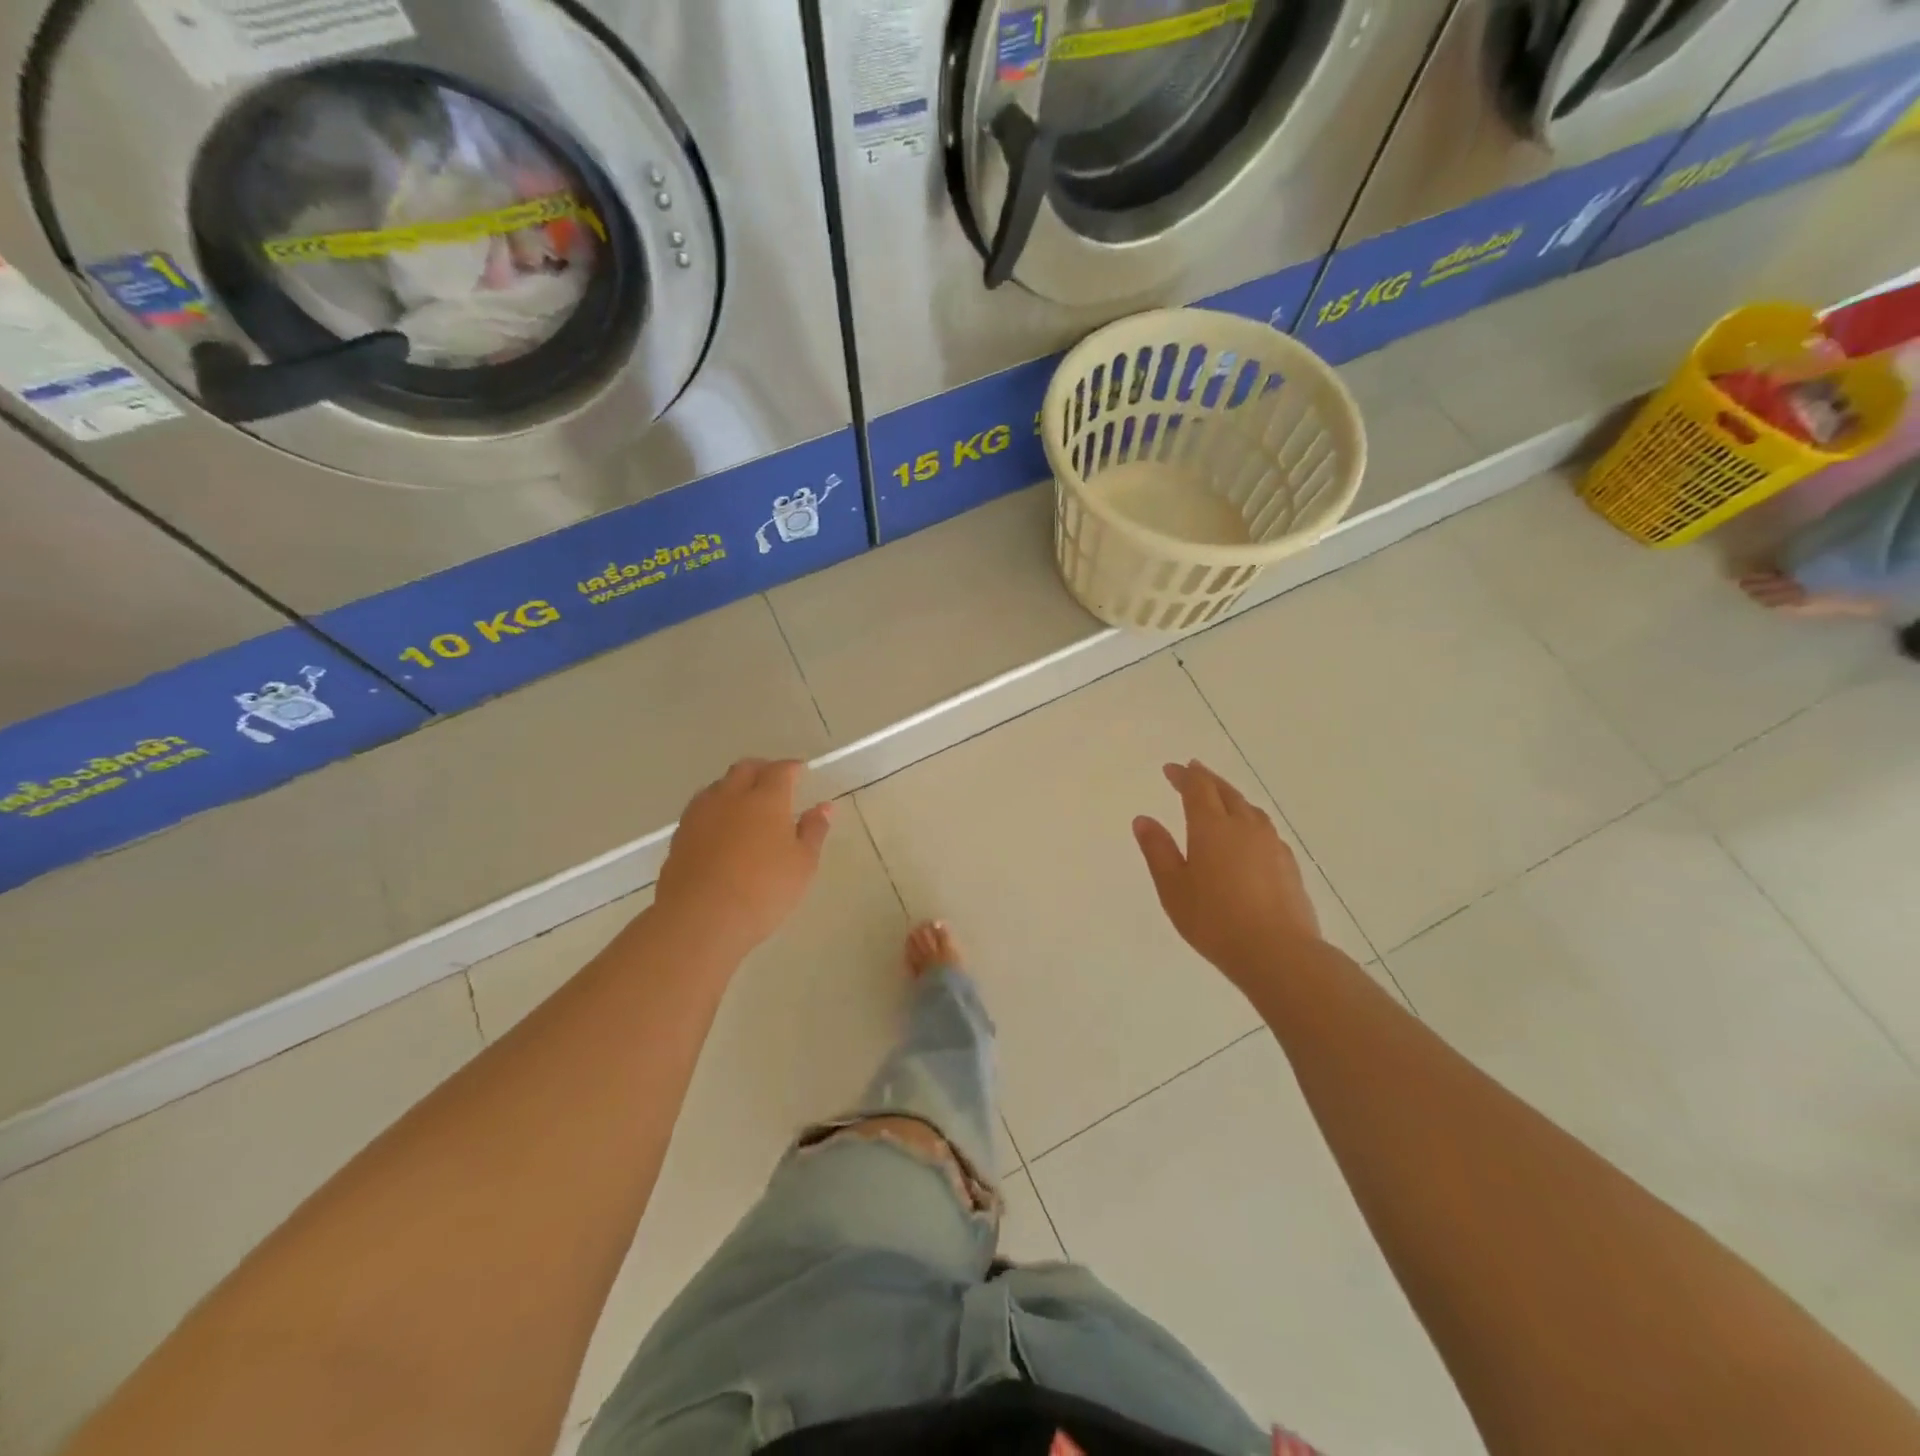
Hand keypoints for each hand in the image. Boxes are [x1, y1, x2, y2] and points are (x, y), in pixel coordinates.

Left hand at [656, 759, 832, 961]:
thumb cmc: (763, 890)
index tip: (800, 772)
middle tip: (774, 782)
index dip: (791, 768)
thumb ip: (814, 831)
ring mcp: (701, 814)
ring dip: (734, 786)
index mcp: (766, 799)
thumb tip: (824, 807)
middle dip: (761, 769)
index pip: (780, 770)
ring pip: (719, 786)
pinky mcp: (680, 835)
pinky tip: (721, 828)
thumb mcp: (803, 864)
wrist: (699, 918)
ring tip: (746, 804)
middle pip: (745, 769)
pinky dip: (716, 808)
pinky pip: (701, 808)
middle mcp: (731, 796)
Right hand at [1133, 760, 1321, 984]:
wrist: (1278, 952)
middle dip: (1207, 779)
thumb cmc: (1214, 920)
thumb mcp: (1173, 888)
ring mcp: (1271, 843)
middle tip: (1193, 770)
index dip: (1183, 776)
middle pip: (1225, 792)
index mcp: (1211, 827)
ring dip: (1231, 796)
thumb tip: (1143, 819)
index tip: (1171, 769)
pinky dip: (1249, 819)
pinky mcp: (1288, 863)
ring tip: (1220, 798)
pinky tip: (1248, 834)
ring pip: (1249, 808)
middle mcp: (1244, 826)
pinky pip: (1265, 828)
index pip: (1197, 788)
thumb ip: (1158, 851)